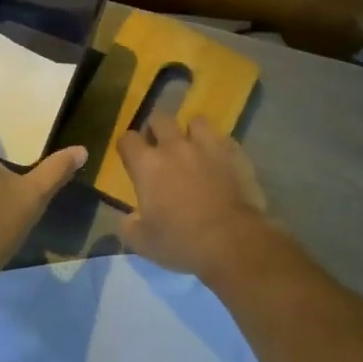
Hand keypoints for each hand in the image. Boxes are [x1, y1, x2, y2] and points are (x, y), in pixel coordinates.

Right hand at [117, 113, 273, 278]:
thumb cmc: (181, 242)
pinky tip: (220, 161)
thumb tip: (130, 217)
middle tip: (159, 147)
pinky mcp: (235, 154)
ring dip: (191, 132)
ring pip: (196, 120)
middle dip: (156, 129)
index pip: (127, 139)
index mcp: (147, 165)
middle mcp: (175, 147)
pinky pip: (224, 138)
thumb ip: (129, 225)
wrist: (233, 242)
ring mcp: (208, 147)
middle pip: (160, 118)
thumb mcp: (142, 242)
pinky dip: (218, 147)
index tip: (130, 157)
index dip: (126, 146)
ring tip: (193, 148)